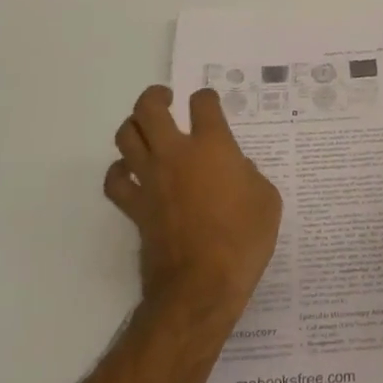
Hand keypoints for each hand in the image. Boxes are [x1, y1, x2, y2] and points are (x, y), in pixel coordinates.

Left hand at [105, 86, 282, 324]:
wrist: (202, 287)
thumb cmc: (243, 240)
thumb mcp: (266, 200)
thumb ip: (249, 175)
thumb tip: (235, 170)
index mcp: (212, 146)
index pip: (203, 103)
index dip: (206, 98)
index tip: (209, 103)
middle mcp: (175, 153)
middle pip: (150, 108)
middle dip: (156, 96)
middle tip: (166, 98)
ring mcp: (150, 179)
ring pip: (126, 136)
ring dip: (134, 125)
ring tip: (145, 127)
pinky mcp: (134, 207)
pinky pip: (115, 180)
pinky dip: (119, 170)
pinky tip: (130, 171)